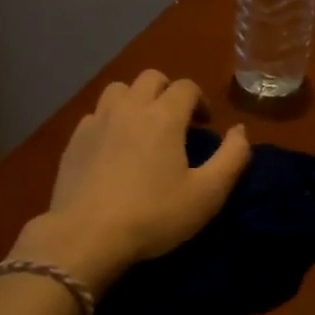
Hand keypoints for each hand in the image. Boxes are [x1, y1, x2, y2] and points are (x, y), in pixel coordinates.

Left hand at [13, 70, 251, 293]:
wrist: (86, 236)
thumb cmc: (154, 215)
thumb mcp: (208, 194)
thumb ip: (232, 157)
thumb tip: (240, 130)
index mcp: (164, 116)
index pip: (186, 86)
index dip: (200, 100)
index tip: (204, 124)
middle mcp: (129, 107)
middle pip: (151, 78)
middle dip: (168, 91)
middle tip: (176, 121)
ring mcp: (97, 121)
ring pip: (119, 90)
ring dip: (135, 99)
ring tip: (142, 127)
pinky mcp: (74, 140)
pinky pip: (95, 115)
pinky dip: (109, 120)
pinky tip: (112, 147)